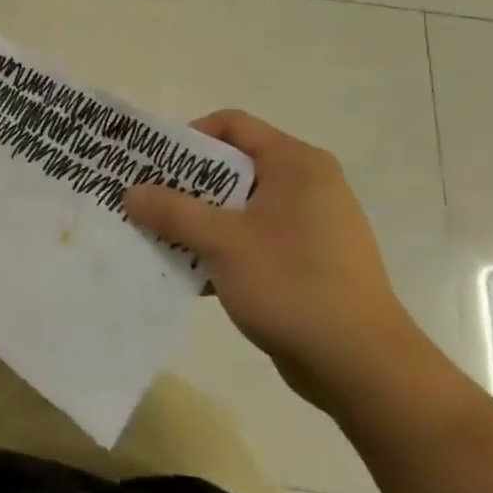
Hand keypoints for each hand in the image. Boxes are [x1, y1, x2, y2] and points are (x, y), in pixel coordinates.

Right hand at [123, 110, 423, 412]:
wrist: (363, 367)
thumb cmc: (291, 284)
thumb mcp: (221, 242)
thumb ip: (171, 211)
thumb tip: (129, 192)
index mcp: (295, 163)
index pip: (231, 125)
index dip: (187, 137)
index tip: (154, 166)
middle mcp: (307, 184)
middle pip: (232, 166)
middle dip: (185, 185)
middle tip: (147, 202)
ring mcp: (311, 224)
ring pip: (240, 207)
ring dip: (200, 221)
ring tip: (162, 239)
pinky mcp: (309, 261)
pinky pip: (254, 239)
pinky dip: (223, 248)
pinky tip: (193, 273)